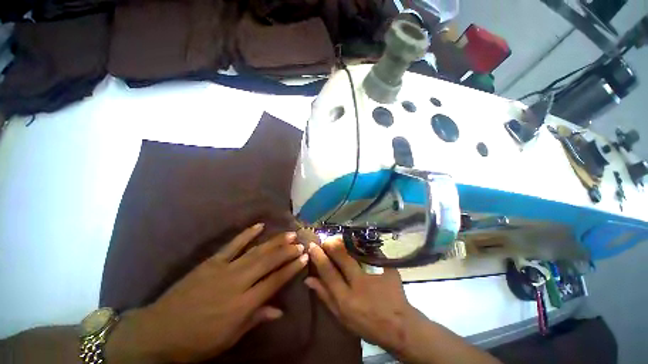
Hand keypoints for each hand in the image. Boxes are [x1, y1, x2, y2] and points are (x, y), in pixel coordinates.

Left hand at [106, 223, 308, 362]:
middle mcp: (237, 283)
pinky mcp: (211, 262)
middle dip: (287, 251)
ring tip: (288, 234)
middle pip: (268, 262)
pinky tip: (259, 225)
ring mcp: (224, 269)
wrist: (159, 331)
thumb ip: (256, 319)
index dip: (291, 268)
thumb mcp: (230, 338)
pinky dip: (247, 234)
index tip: (304, 258)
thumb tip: (280, 311)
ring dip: (274, 241)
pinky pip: (232, 245)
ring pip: (255, 251)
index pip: (274, 282)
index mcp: (243, 305)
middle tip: (300, 242)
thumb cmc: (198, 341)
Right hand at [305, 237, 416, 355]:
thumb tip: (309, 279)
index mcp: (346, 298)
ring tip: (339, 239)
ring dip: (344, 242)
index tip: (312, 246)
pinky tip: (356, 243)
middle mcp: (359, 283)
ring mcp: (375, 273)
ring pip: (356, 249)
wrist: (399, 325)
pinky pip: (370, 250)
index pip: (328, 271)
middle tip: (326, 240)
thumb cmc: (367, 323)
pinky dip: (360, 245)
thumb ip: (325, 296)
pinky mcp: (386, 267)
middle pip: (342, 256)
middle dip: (331, 244)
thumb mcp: (342, 316)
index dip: (318, 256)